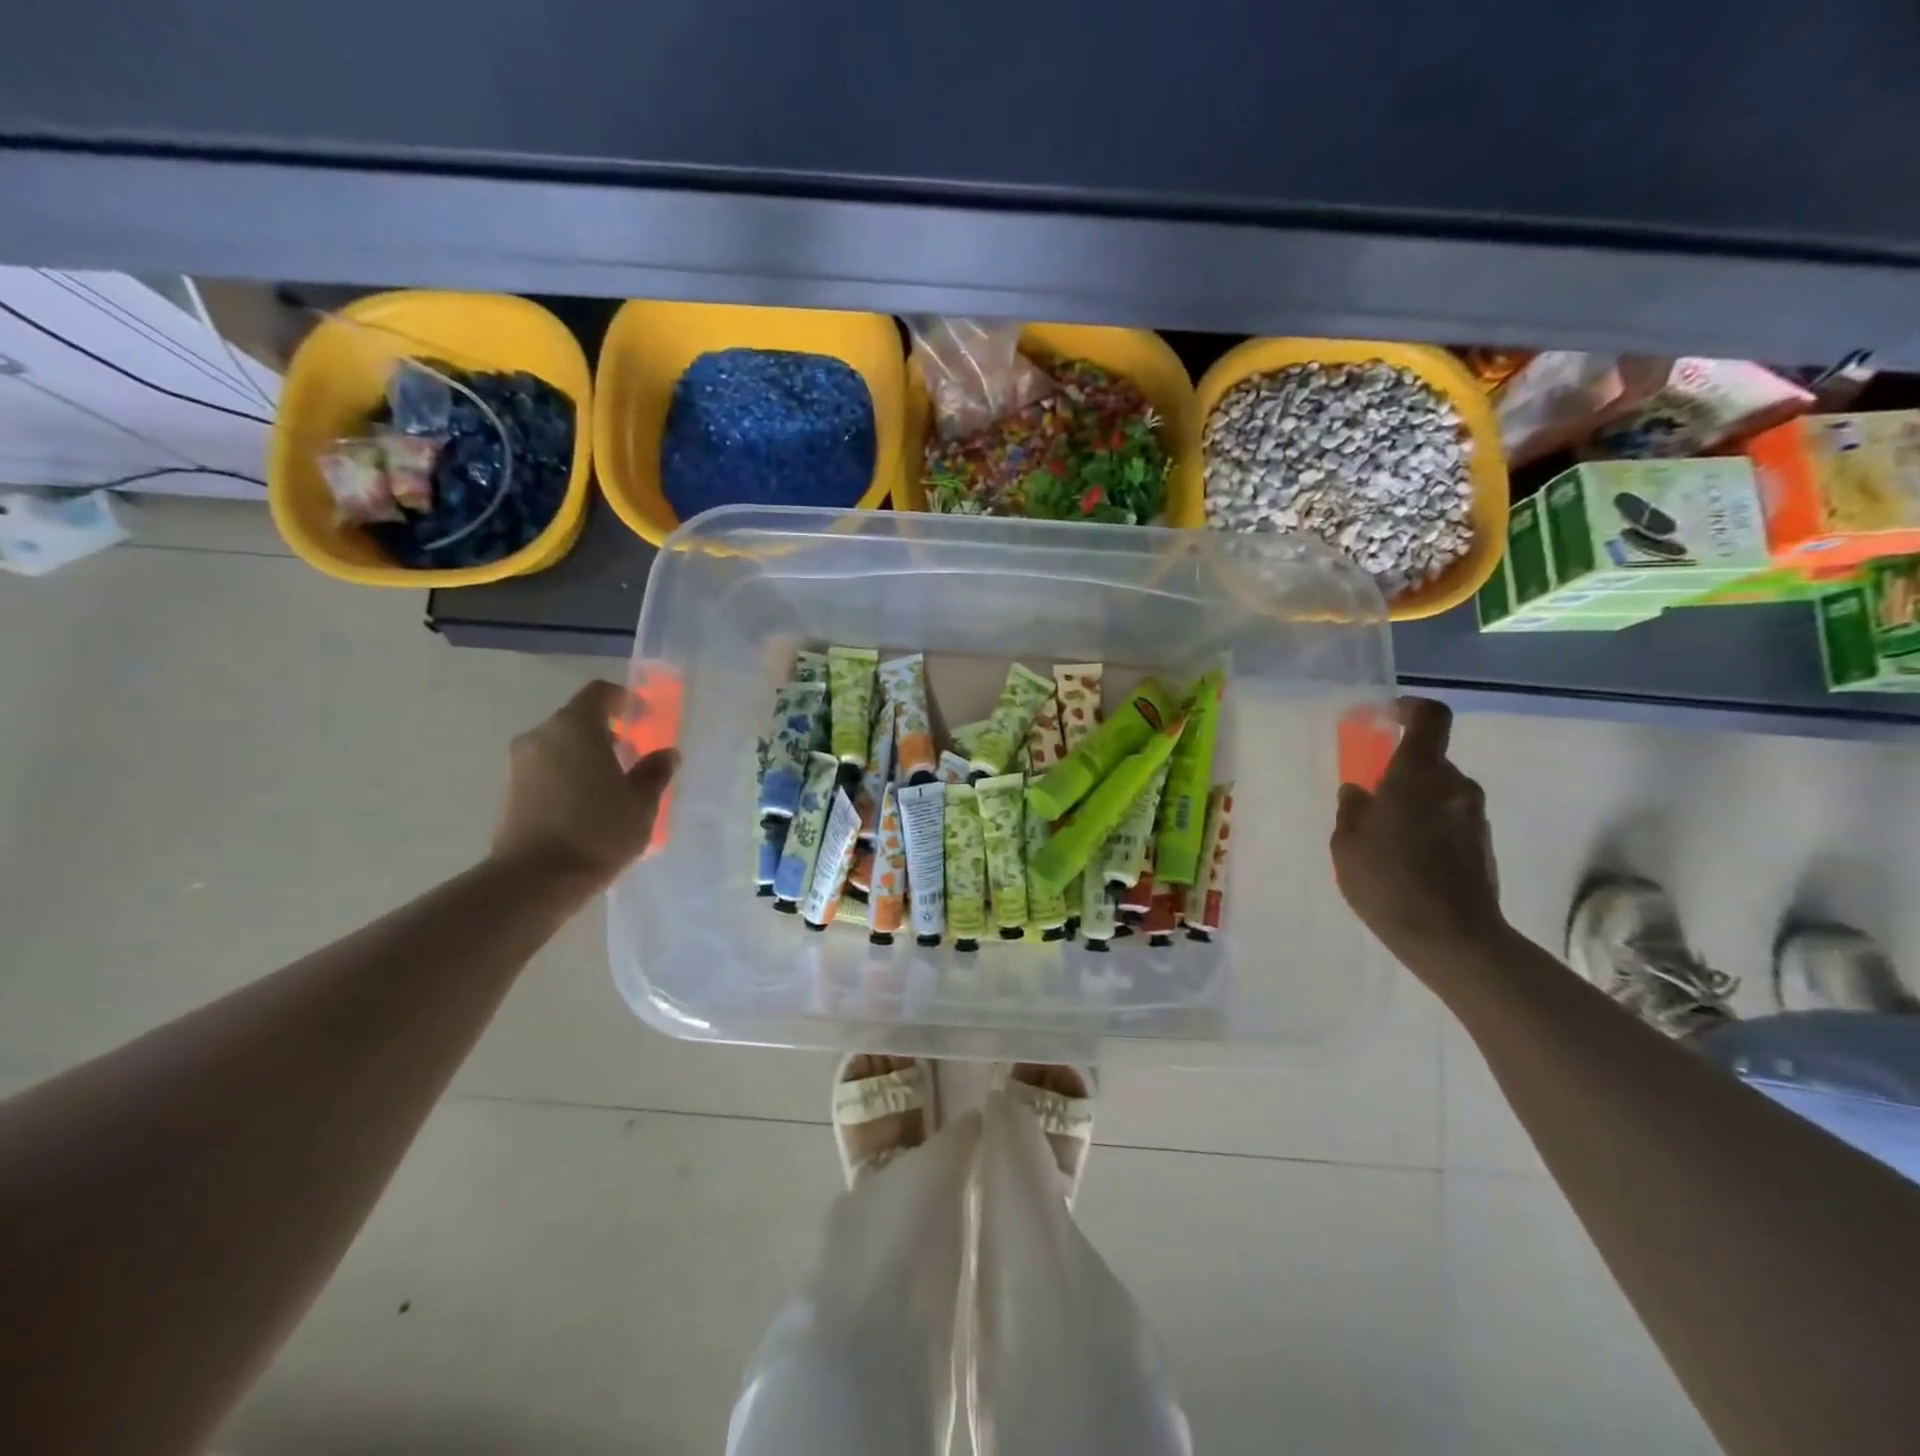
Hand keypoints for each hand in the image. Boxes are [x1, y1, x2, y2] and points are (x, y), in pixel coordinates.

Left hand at [491, 681, 677, 893]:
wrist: (535, 879)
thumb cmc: (598, 830)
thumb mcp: (642, 802)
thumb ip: (655, 772)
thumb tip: (666, 754)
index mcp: (576, 726)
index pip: (599, 693)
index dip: (624, 700)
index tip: (644, 719)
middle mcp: (542, 734)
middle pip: (578, 718)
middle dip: (607, 731)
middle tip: (633, 754)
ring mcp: (520, 762)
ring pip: (561, 744)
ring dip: (586, 754)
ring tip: (612, 783)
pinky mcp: (509, 789)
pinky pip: (547, 768)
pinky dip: (569, 773)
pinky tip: (587, 802)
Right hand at [1330, 697, 1504, 964]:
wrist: (1452, 937)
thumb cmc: (1388, 881)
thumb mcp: (1346, 844)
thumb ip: (1351, 809)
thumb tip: (1358, 790)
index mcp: (1418, 775)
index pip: (1430, 718)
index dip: (1410, 708)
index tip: (1386, 717)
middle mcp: (1454, 786)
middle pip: (1429, 760)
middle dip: (1401, 772)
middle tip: (1371, 800)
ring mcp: (1474, 816)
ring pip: (1439, 792)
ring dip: (1414, 802)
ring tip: (1385, 838)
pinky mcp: (1483, 844)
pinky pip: (1450, 818)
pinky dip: (1429, 826)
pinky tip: (1407, 859)